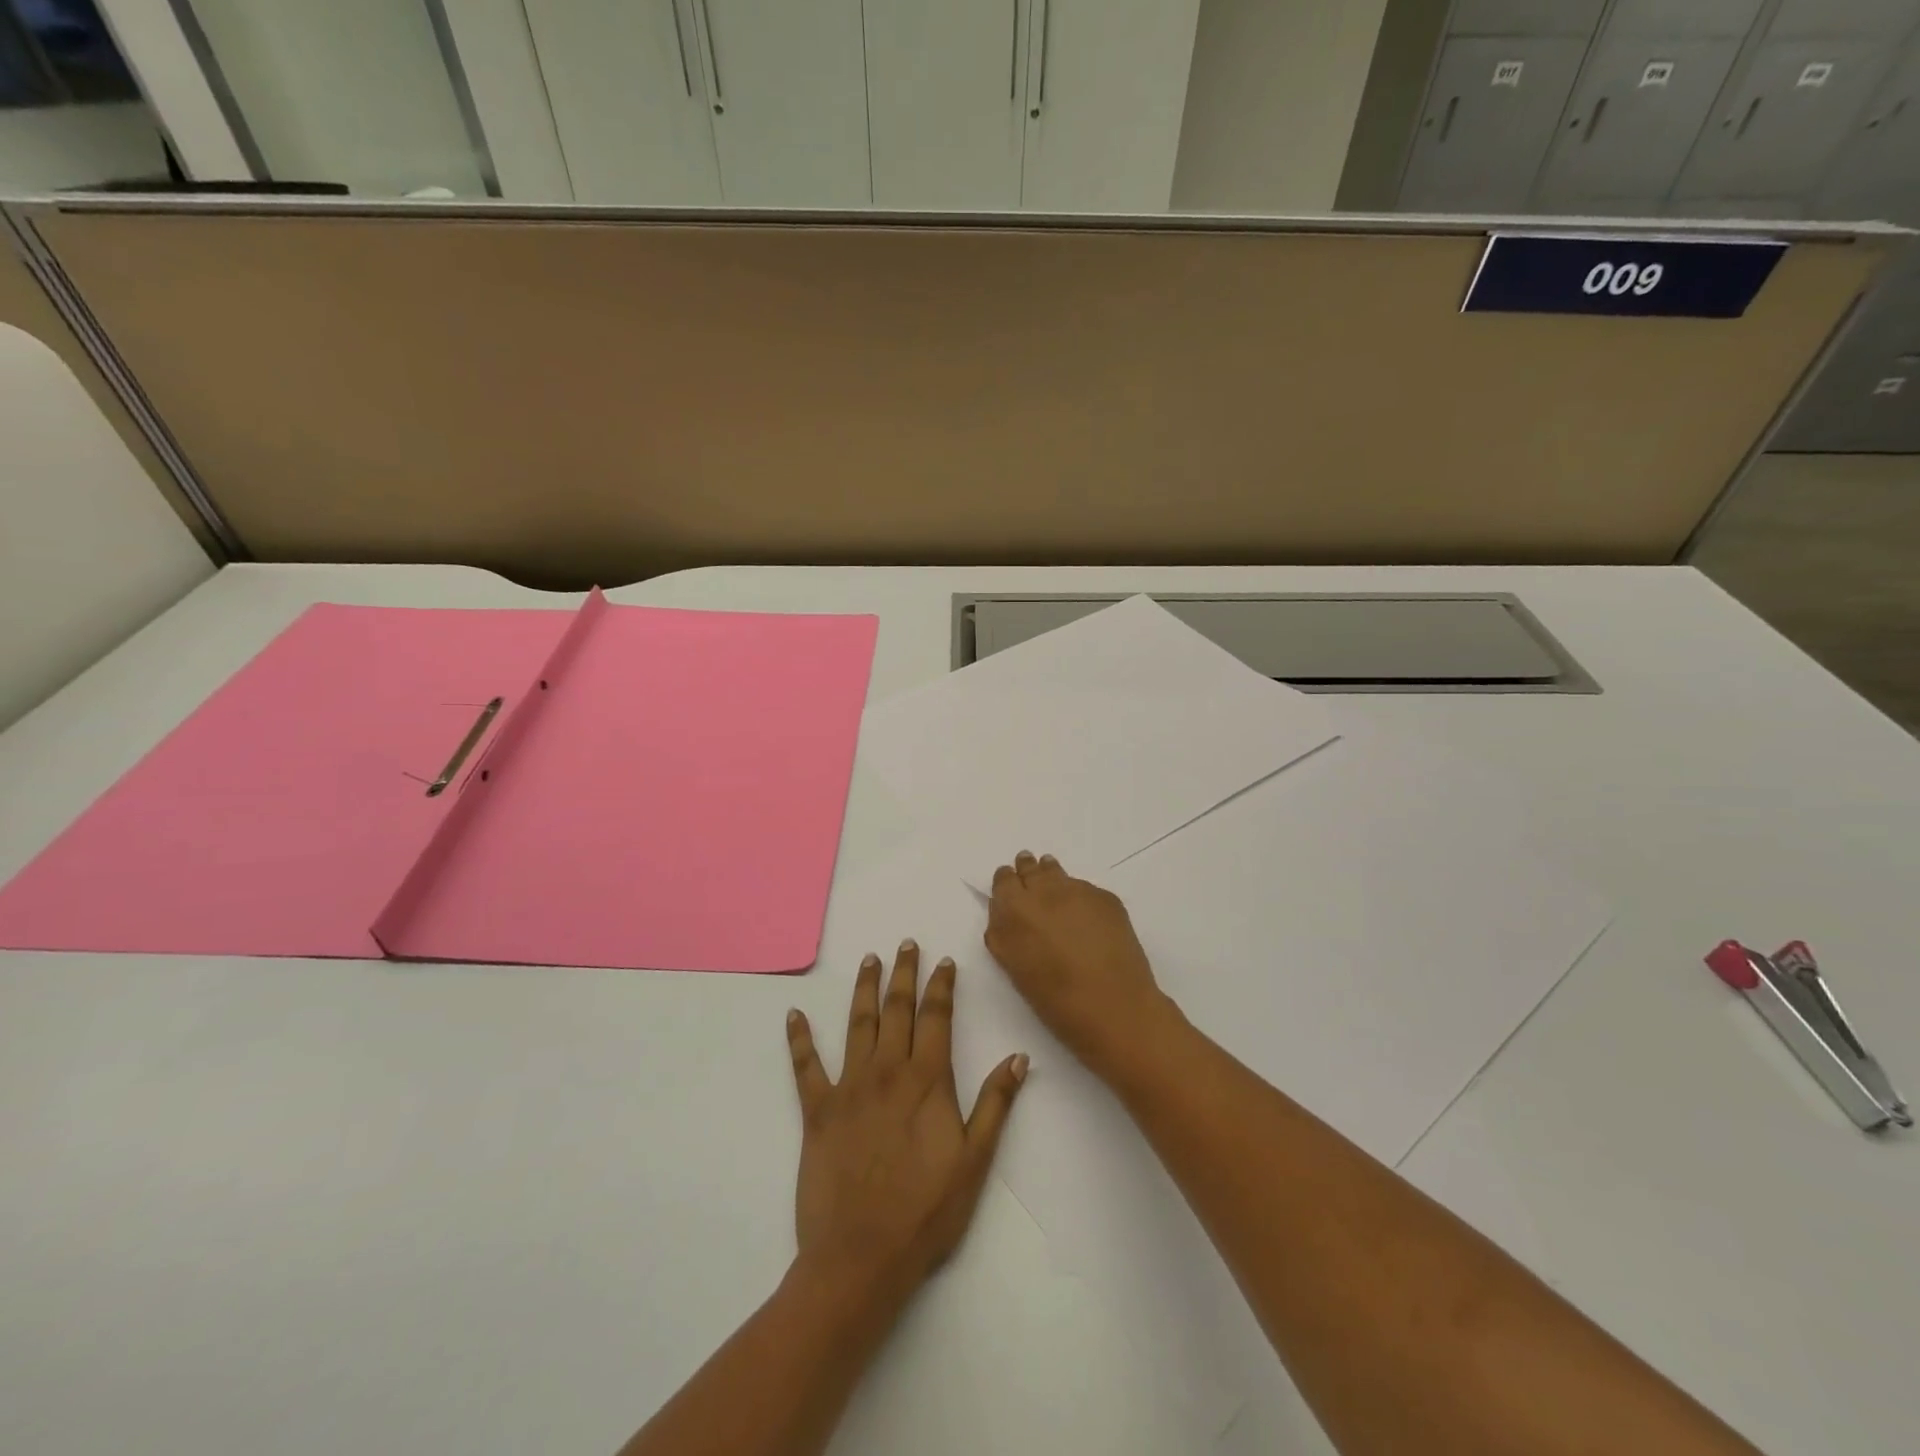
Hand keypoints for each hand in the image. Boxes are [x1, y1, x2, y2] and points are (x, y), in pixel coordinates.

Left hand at [785, 941, 1027, 1314]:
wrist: (861, 1257)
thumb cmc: (926, 1212)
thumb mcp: (975, 1161)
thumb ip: (996, 1104)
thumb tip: (1018, 1056)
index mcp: (927, 1080)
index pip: (937, 1018)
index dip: (941, 986)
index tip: (944, 961)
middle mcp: (887, 1071)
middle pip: (897, 1009)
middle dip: (904, 973)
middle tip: (905, 944)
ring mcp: (848, 1087)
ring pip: (857, 1024)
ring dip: (864, 989)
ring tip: (869, 960)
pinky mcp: (816, 1110)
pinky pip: (805, 1066)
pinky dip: (799, 1038)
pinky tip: (793, 1014)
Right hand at [984, 850, 1174, 1078]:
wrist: (1114, 1006)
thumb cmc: (1056, 1000)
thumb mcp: (1015, 968)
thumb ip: (1004, 935)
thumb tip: (1005, 916)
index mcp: (1015, 909)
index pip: (1004, 880)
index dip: (1006, 883)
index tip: (1010, 889)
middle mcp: (1044, 890)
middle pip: (1030, 868)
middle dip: (1027, 872)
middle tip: (1029, 878)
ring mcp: (1078, 890)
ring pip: (1058, 872)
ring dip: (1052, 877)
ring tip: (1054, 890)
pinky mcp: (1106, 897)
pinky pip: (1084, 889)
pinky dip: (1080, 897)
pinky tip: (1086, 917)